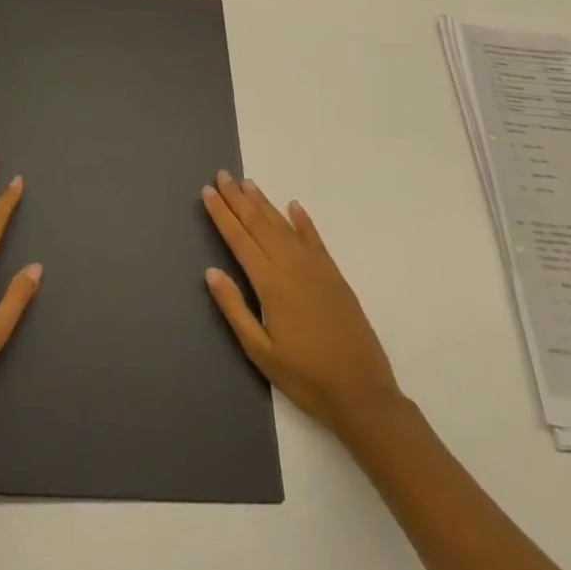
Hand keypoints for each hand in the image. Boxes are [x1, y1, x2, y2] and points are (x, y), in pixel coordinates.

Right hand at [202, 170, 402, 435]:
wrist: (363, 394)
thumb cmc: (305, 378)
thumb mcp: (260, 351)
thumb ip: (235, 309)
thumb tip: (211, 272)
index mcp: (271, 284)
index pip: (239, 240)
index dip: (222, 214)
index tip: (208, 192)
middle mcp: (292, 267)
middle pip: (259, 225)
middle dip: (238, 199)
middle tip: (222, 175)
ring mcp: (316, 269)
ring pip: (284, 226)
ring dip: (264, 203)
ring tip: (247, 183)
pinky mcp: (335, 276)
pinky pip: (315, 240)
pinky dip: (303, 221)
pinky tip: (294, 206)